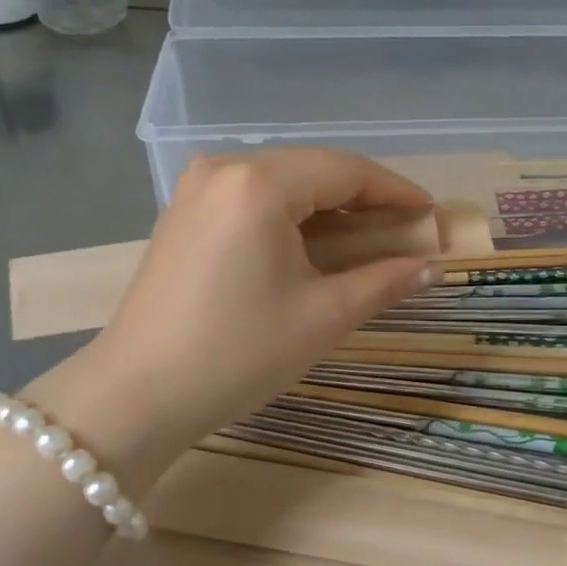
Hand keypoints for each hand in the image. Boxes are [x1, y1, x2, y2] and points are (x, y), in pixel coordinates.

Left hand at [26, 150, 432, 487]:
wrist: (136, 396)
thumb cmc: (237, 353)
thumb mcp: (322, 317)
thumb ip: (383, 282)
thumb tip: (430, 267)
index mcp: (259, 184)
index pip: (345, 171)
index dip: (395, 191)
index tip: (430, 213)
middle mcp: (225, 169)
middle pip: (313, 169)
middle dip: (364, 197)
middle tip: (404, 228)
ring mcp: (197, 188)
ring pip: (283, 181)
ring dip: (328, 205)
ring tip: (367, 236)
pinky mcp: (184, 212)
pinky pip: (253, 197)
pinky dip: (292, 213)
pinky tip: (313, 241)